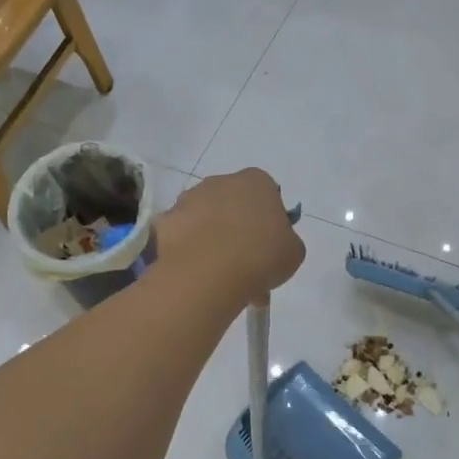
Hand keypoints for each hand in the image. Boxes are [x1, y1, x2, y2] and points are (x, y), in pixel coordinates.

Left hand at [153, 169, 304, 306]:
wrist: (210, 273)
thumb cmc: (261, 256)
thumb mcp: (293, 252)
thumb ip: (286, 241)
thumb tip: (275, 245)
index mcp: (256, 181)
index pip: (266, 194)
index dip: (267, 220)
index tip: (268, 246)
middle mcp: (220, 181)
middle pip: (231, 204)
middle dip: (237, 229)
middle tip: (244, 264)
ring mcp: (188, 199)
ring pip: (204, 218)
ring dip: (211, 239)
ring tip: (219, 277)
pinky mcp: (165, 220)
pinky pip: (180, 235)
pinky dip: (187, 249)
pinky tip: (196, 273)